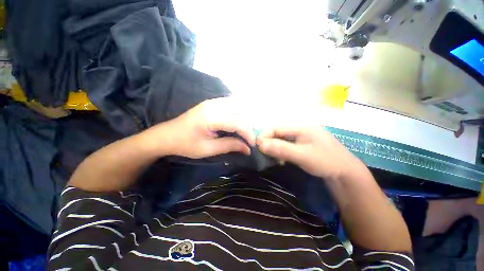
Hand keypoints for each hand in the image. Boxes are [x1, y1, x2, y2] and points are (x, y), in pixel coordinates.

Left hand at [145, 97, 255, 158]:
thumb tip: (247, 148)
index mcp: (212, 116)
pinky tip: (239, 123)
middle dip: (249, 127)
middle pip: (241, 113)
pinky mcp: (212, 103)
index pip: (239, 122)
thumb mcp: (208, 149)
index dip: (249, 134)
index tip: (252, 146)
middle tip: (249, 140)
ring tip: (246, 132)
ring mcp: (213, 102)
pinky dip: (239, 114)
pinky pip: (232, 105)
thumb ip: (230, 145)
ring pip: (238, 106)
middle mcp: (215, 104)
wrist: (166, 135)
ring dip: (245, 119)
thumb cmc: (185, 144)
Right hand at [258, 126, 361, 179]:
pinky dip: (281, 152)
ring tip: (271, 158)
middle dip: (269, 143)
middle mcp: (301, 130)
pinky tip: (281, 159)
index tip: (257, 147)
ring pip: (282, 140)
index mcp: (301, 127)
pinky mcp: (303, 146)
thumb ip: (281, 149)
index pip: (276, 128)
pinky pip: (287, 146)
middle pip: (278, 133)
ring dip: (274, 148)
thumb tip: (260, 144)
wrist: (346, 175)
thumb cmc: (326, 162)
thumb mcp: (302, 155)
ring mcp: (302, 138)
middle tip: (264, 154)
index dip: (265, 136)